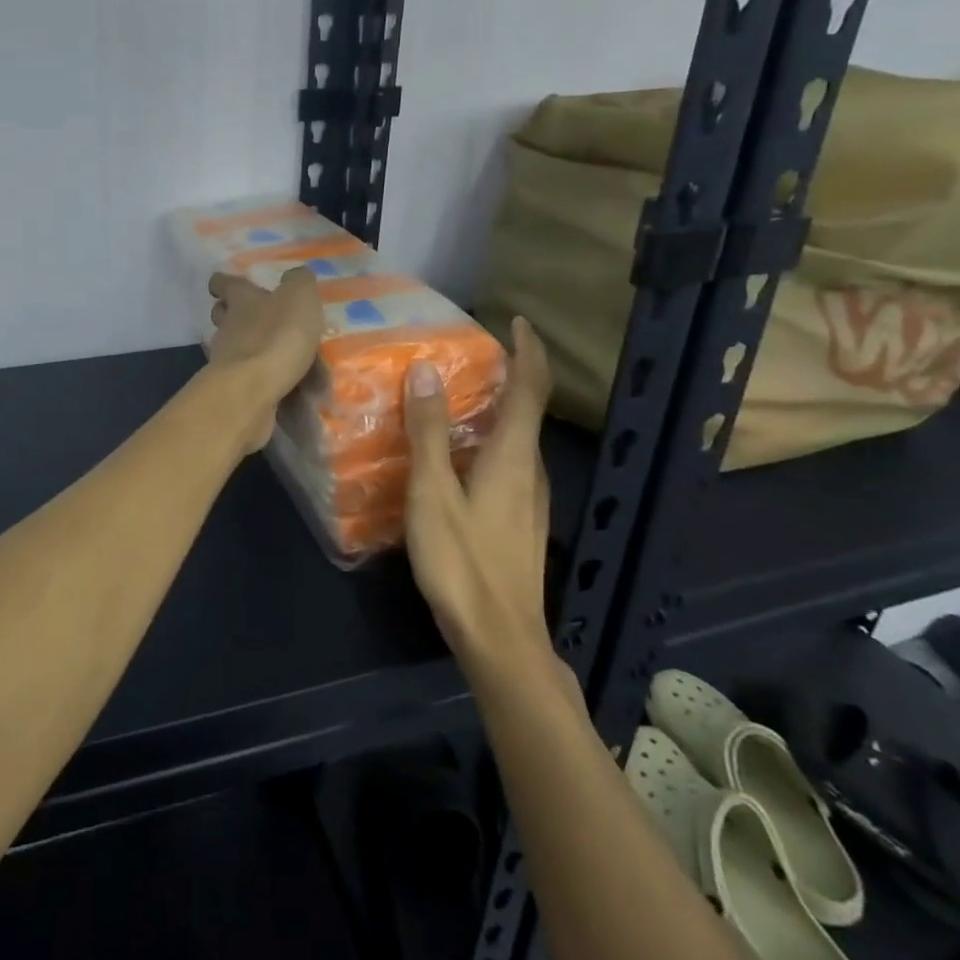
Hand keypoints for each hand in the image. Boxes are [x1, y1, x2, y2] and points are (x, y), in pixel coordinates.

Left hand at [207, 267, 323, 449]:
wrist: (252, 389)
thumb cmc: (276, 335)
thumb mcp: (298, 297)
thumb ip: (299, 282)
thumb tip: (295, 276)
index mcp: (242, 300)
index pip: (225, 283)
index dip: (225, 282)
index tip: (224, 284)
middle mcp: (228, 326)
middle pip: (223, 315)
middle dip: (233, 314)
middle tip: (255, 318)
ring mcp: (225, 359)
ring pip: (233, 347)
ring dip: (250, 348)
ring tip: (278, 356)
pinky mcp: (232, 387)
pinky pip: (246, 377)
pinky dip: (261, 378)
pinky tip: (284, 386)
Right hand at [402, 316, 553, 664]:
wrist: (500, 639)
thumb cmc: (463, 561)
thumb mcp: (433, 492)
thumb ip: (428, 432)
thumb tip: (428, 370)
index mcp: (514, 456)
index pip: (530, 388)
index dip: (528, 350)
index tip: (515, 320)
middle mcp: (531, 471)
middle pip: (527, 410)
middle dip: (508, 375)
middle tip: (468, 356)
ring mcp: (531, 500)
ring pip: (518, 439)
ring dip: (497, 409)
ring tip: (456, 398)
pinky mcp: (521, 522)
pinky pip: (510, 463)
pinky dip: (491, 440)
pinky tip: (458, 455)